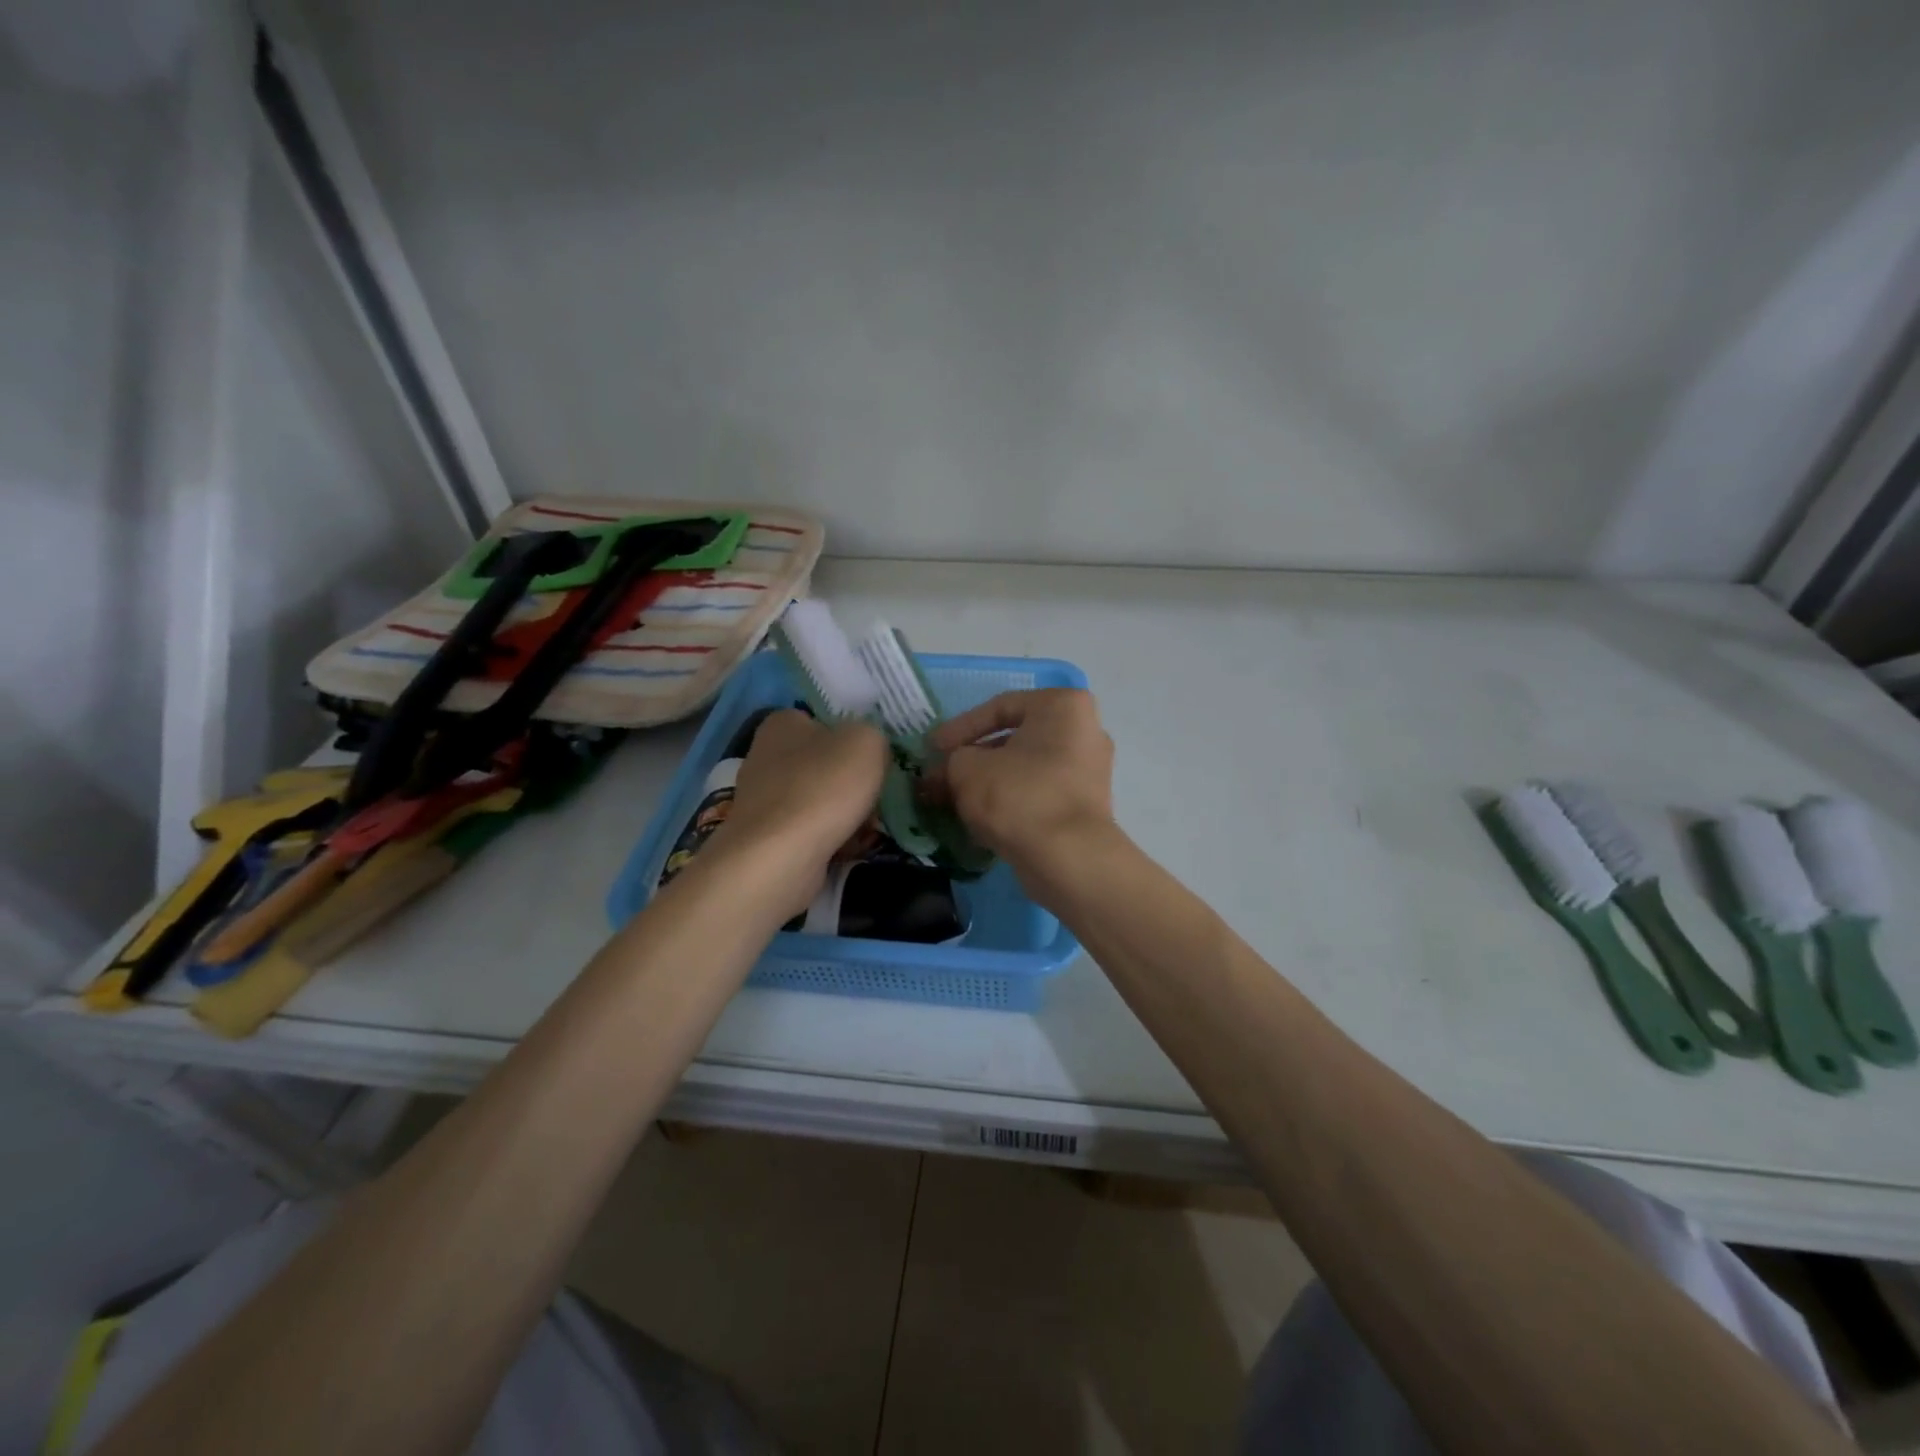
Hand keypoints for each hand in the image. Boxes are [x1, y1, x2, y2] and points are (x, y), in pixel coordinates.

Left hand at [705, 710, 888, 916]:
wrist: (780, 858)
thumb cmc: (823, 787)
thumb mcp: (867, 742)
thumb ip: (874, 736)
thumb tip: (869, 751)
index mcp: (782, 723)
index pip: (824, 721)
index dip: (853, 739)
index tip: (875, 760)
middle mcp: (765, 756)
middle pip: (824, 763)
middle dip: (852, 781)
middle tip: (877, 796)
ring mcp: (763, 800)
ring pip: (819, 799)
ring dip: (846, 812)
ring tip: (869, 826)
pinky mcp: (767, 837)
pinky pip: (811, 830)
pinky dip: (831, 838)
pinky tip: (850, 847)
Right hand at [926, 689, 1115, 876]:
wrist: (1068, 858)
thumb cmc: (1018, 795)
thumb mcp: (967, 769)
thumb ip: (951, 761)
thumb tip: (943, 773)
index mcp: (1063, 706)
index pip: (999, 708)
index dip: (958, 729)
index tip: (931, 750)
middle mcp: (1085, 731)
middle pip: (1013, 741)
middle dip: (971, 760)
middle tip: (938, 777)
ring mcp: (1089, 771)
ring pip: (1024, 770)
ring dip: (986, 783)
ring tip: (951, 801)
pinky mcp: (1085, 807)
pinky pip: (1038, 794)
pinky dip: (1008, 802)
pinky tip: (978, 821)